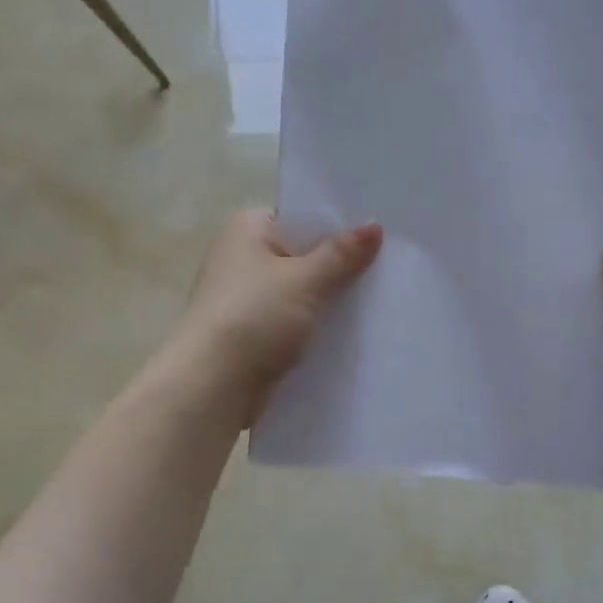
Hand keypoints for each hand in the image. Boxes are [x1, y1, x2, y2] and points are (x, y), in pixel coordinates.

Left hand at [170, 210, 383, 418]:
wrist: (213, 386)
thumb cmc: (255, 317)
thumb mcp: (305, 280)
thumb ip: (341, 254)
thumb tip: (374, 226)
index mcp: (247, 229)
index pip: (300, 217)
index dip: (338, 225)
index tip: (379, 236)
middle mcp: (242, 258)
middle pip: (303, 256)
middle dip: (339, 267)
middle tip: (389, 269)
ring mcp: (245, 299)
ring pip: (300, 293)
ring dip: (329, 301)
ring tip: (380, 303)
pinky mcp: (252, 335)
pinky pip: (293, 323)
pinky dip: (315, 328)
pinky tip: (351, 335)